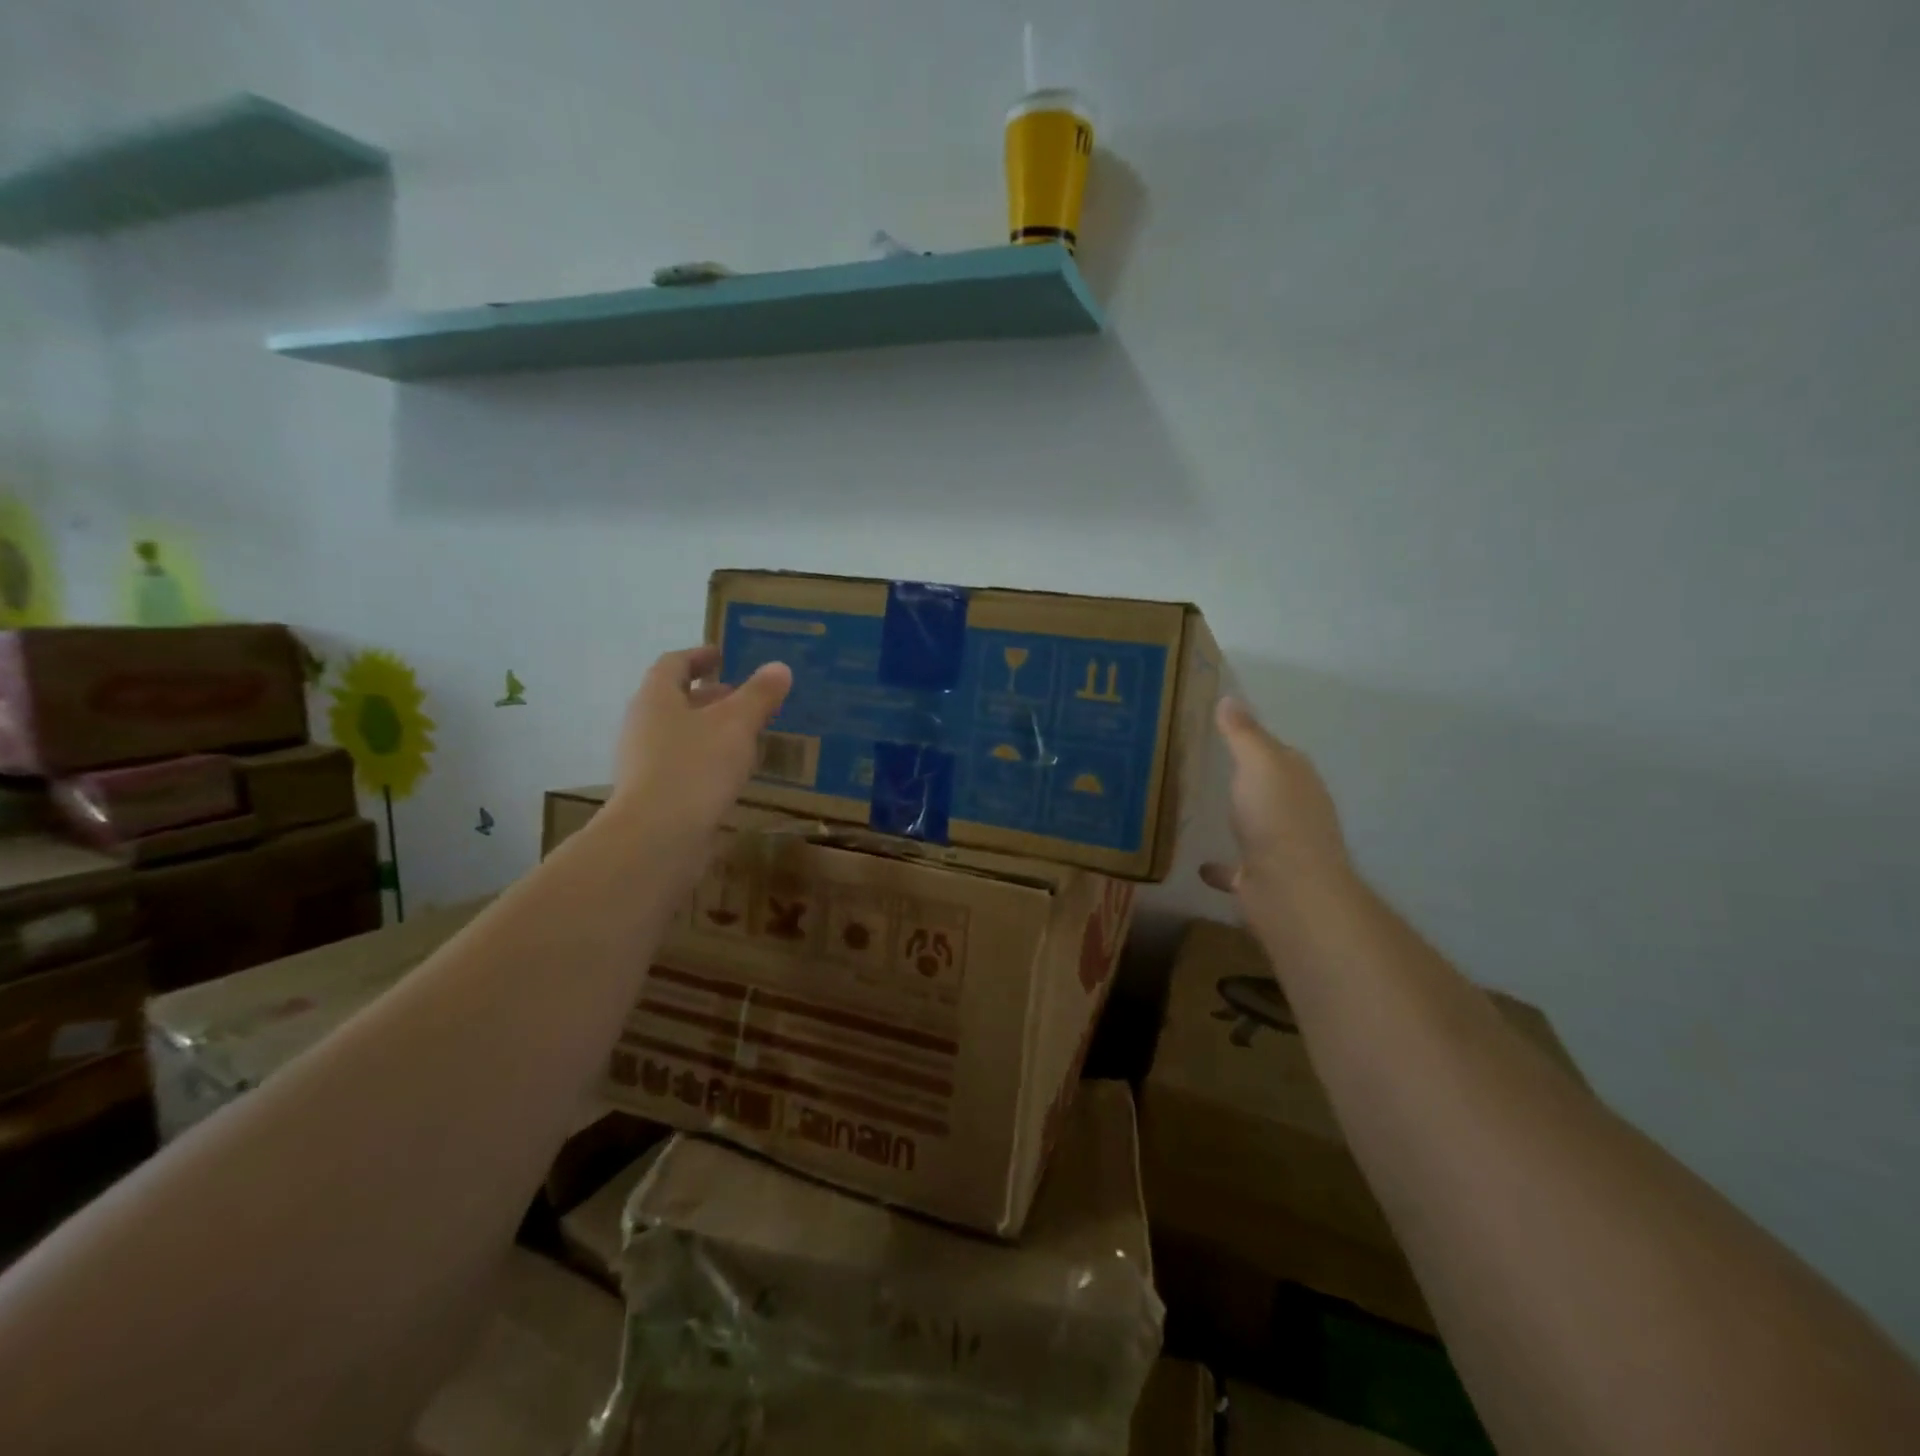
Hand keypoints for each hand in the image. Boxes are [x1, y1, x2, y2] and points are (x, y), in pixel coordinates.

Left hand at [608, 645, 792, 837]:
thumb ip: (759, 695)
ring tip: (748, 734)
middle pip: (676, 700)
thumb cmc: (695, 767)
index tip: (723, 655)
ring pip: (681, 734)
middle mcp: (644, 725)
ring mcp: (645, 762)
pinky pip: (684, 764)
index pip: (673, 664)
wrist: (657, 838)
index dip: (699, 656)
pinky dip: (708, 759)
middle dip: (711, 696)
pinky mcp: (654, 794)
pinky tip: (734, 772)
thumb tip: (780, 667)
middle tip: (746, 696)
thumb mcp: (736, 725)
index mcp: (656, 698)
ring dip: (712, 729)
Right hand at [1201, 696, 1354, 909]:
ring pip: (1255, 827)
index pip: (1279, 752)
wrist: (1290, 891)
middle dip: (1246, 779)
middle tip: (1204, 765)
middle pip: (1269, 789)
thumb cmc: (1277, 818)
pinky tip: (1199, 865)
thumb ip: (1243, 734)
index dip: (1254, 741)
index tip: (1220, 731)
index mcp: (1298, 780)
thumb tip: (1229, 698)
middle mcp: (1295, 812)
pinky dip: (1221, 867)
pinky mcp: (1261, 880)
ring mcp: (1280, 848)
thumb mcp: (1259, 763)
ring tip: (1201, 810)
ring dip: (1237, 819)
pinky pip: (1236, 869)